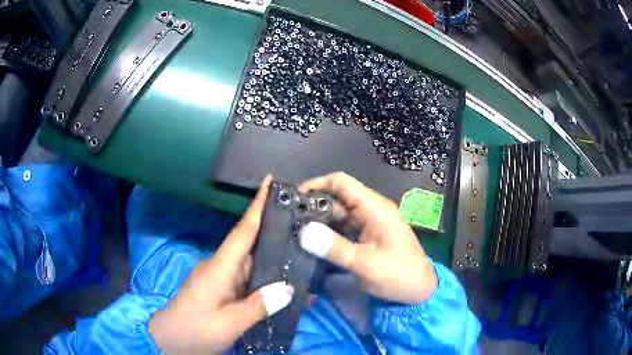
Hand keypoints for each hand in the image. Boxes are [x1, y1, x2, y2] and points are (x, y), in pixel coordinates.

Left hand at [149, 176, 293, 353]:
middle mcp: (221, 268)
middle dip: (275, 232)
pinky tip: (283, 289)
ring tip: (303, 257)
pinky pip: (247, 282)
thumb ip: (258, 306)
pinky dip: (265, 282)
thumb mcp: (228, 323)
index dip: (257, 206)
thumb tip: (289, 289)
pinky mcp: (221, 291)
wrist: (169, 341)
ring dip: (273, 261)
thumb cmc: (195, 329)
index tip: (271, 181)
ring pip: (251, 265)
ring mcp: (220, 280)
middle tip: (304, 224)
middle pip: (251, 245)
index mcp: (219, 268)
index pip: (243, 231)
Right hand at [298, 172, 436, 303]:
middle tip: (290, 220)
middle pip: (339, 197)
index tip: (295, 197)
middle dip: (314, 205)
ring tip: (297, 232)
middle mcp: (372, 209)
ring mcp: (371, 222)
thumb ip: (334, 248)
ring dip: (321, 220)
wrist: (419, 290)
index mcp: (375, 208)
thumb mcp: (364, 264)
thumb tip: (303, 232)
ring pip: (341, 213)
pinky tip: (315, 243)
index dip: (317, 184)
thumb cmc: (397, 275)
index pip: (342, 182)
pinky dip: (330, 232)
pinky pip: (346, 227)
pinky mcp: (369, 235)